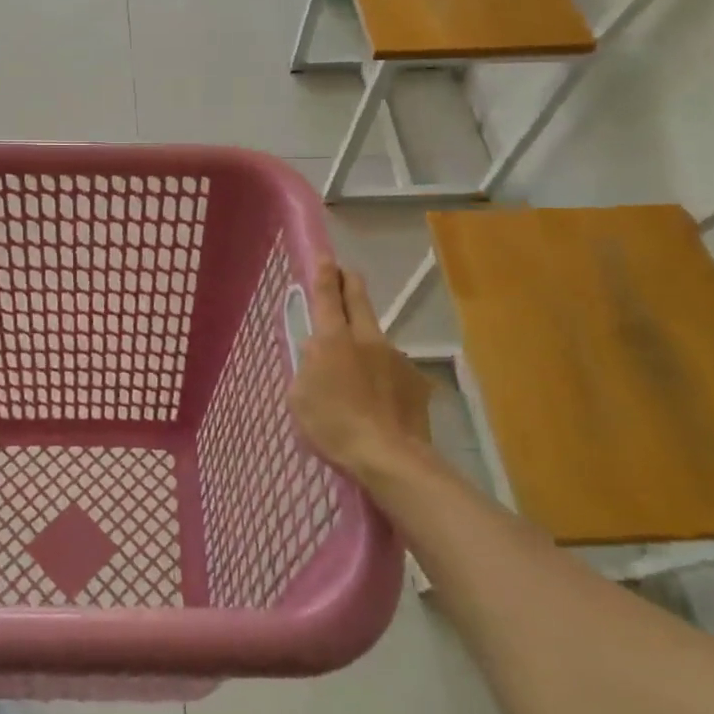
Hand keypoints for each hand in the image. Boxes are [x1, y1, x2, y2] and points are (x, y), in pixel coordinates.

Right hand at [290, 262, 433, 480]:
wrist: (389, 458)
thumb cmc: (333, 427)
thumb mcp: (299, 397)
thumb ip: (306, 366)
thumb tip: (315, 352)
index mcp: (332, 339)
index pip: (328, 294)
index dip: (324, 271)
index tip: (325, 255)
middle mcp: (366, 338)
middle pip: (359, 297)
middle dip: (350, 281)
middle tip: (344, 274)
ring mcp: (395, 356)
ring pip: (376, 334)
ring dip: (365, 337)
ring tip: (358, 365)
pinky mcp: (415, 379)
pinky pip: (393, 367)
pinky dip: (383, 373)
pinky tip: (380, 398)